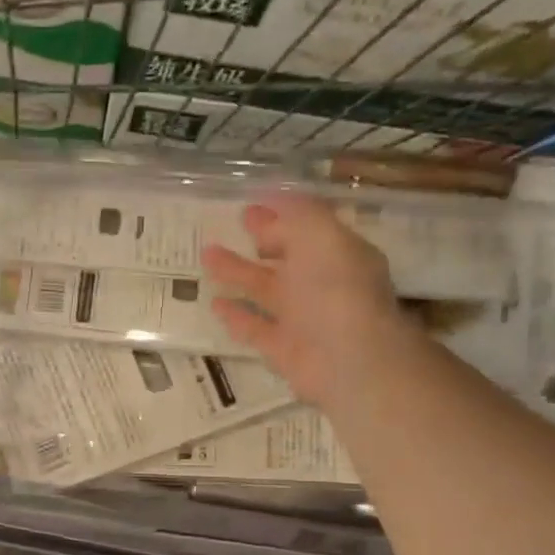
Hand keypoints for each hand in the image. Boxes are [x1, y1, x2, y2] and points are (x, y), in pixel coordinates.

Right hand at [204, 194, 415, 410]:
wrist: (348, 359)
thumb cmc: (336, 289)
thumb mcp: (321, 235)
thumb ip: (298, 213)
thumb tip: (275, 195)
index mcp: (337, 254)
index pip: (309, 228)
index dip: (283, 213)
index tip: (254, 202)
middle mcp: (322, 285)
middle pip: (287, 257)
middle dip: (264, 238)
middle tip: (238, 221)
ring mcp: (302, 319)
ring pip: (265, 290)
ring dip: (238, 273)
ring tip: (207, 255)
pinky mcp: (283, 349)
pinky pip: (255, 328)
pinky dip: (236, 315)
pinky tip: (214, 303)